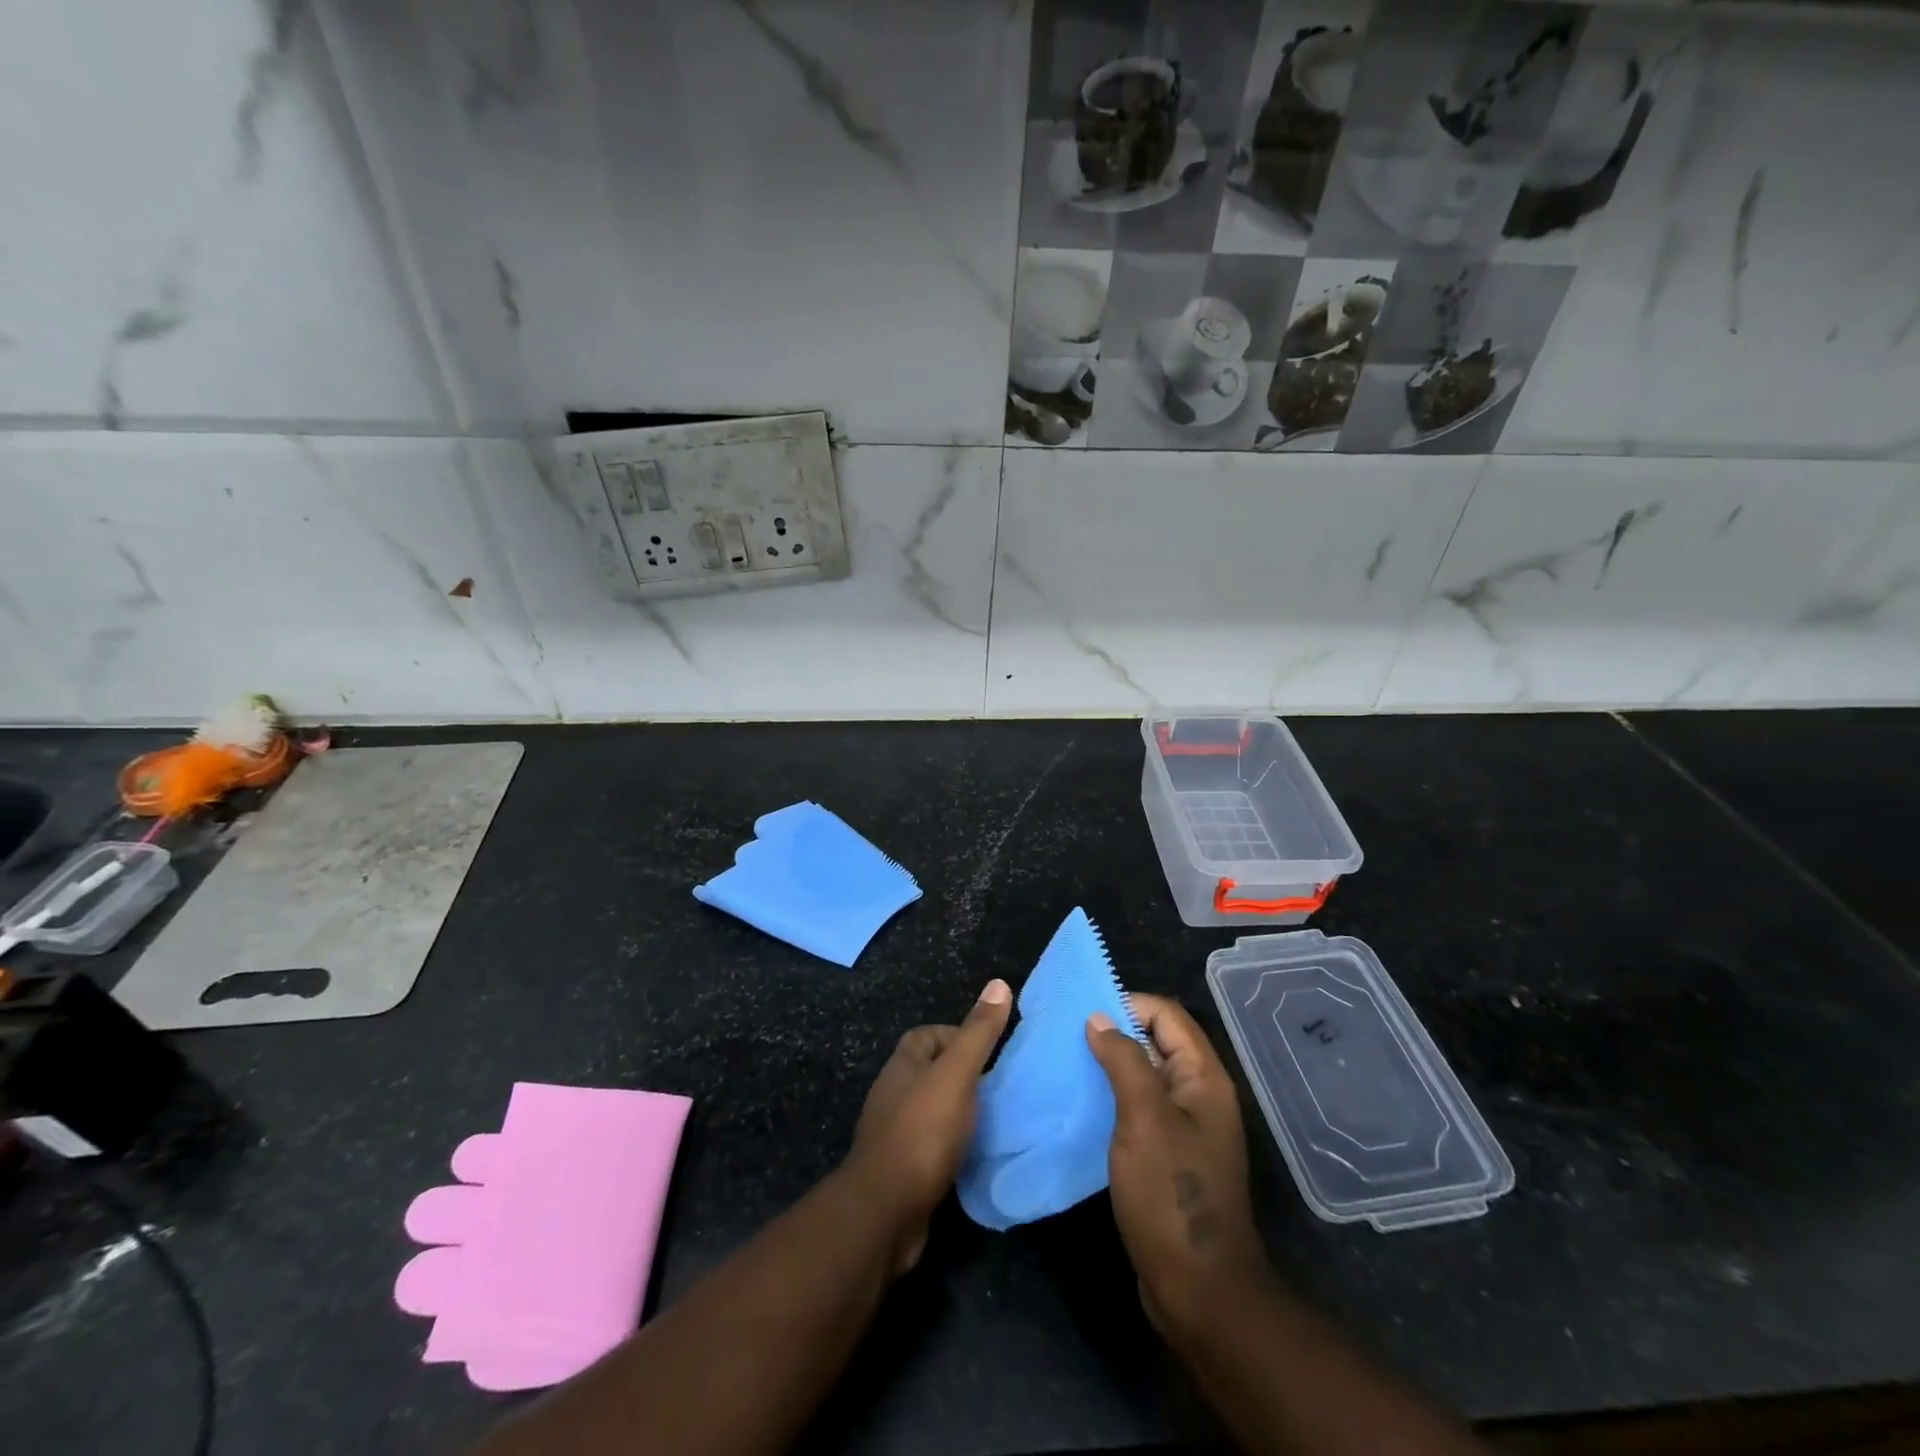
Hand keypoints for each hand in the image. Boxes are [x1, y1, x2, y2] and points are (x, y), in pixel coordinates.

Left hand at [844, 978, 1012, 1273]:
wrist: (885, 1212)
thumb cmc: (922, 1132)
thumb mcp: (957, 1075)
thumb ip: (978, 1034)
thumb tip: (999, 983)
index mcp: (902, 1066)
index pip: (927, 1035)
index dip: (957, 1035)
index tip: (990, 1051)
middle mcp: (893, 1094)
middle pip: (929, 1071)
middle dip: (962, 1075)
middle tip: (999, 1086)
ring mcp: (893, 1134)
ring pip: (931, 1110)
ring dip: (958, 1112)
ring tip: (994, 1120)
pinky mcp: (901, 1171)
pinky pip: (931, 1147)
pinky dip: (952, 1146)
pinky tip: (975, 1157)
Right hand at [1086, 993, 1269, 1336]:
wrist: (1199, 1289)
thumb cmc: (1172, 1194)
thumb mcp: (1144, 1119)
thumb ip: (1124, 1061)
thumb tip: (1099, 1018)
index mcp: (1203, 1078)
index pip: (1166, 1015)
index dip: (1128, 1004)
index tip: (1084, 1013)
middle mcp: (1198, 1094)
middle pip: (1156, 1041)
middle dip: (1113, 1032)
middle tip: (1066, 1036)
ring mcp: (1184, 1127)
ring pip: (1144, 1075)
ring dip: (1109, 1066)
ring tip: (1065, 1065)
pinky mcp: (1168, 1154)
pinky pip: (1139, 1108)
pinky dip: (1112, 1098)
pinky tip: (1079, 1104)